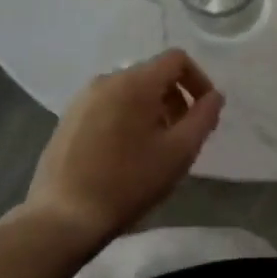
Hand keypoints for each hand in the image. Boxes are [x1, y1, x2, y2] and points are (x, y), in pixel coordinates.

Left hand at [24, 49, 223, 243]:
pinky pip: (108, 105)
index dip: (198, 80)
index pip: (177, 59)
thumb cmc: (128, 182)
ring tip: (154, 147)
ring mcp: (83, 98)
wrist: (62, 218)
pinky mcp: (67, 118)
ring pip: (130, 91)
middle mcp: (108, 79)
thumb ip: (203, 118)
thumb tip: (215, 96)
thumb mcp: (178, 153)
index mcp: (135, 82)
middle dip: (175, 98)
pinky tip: (124, 154)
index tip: (204, 111)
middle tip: (182, 135)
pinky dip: (126, 118)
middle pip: (153, 74)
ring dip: (151, 110)